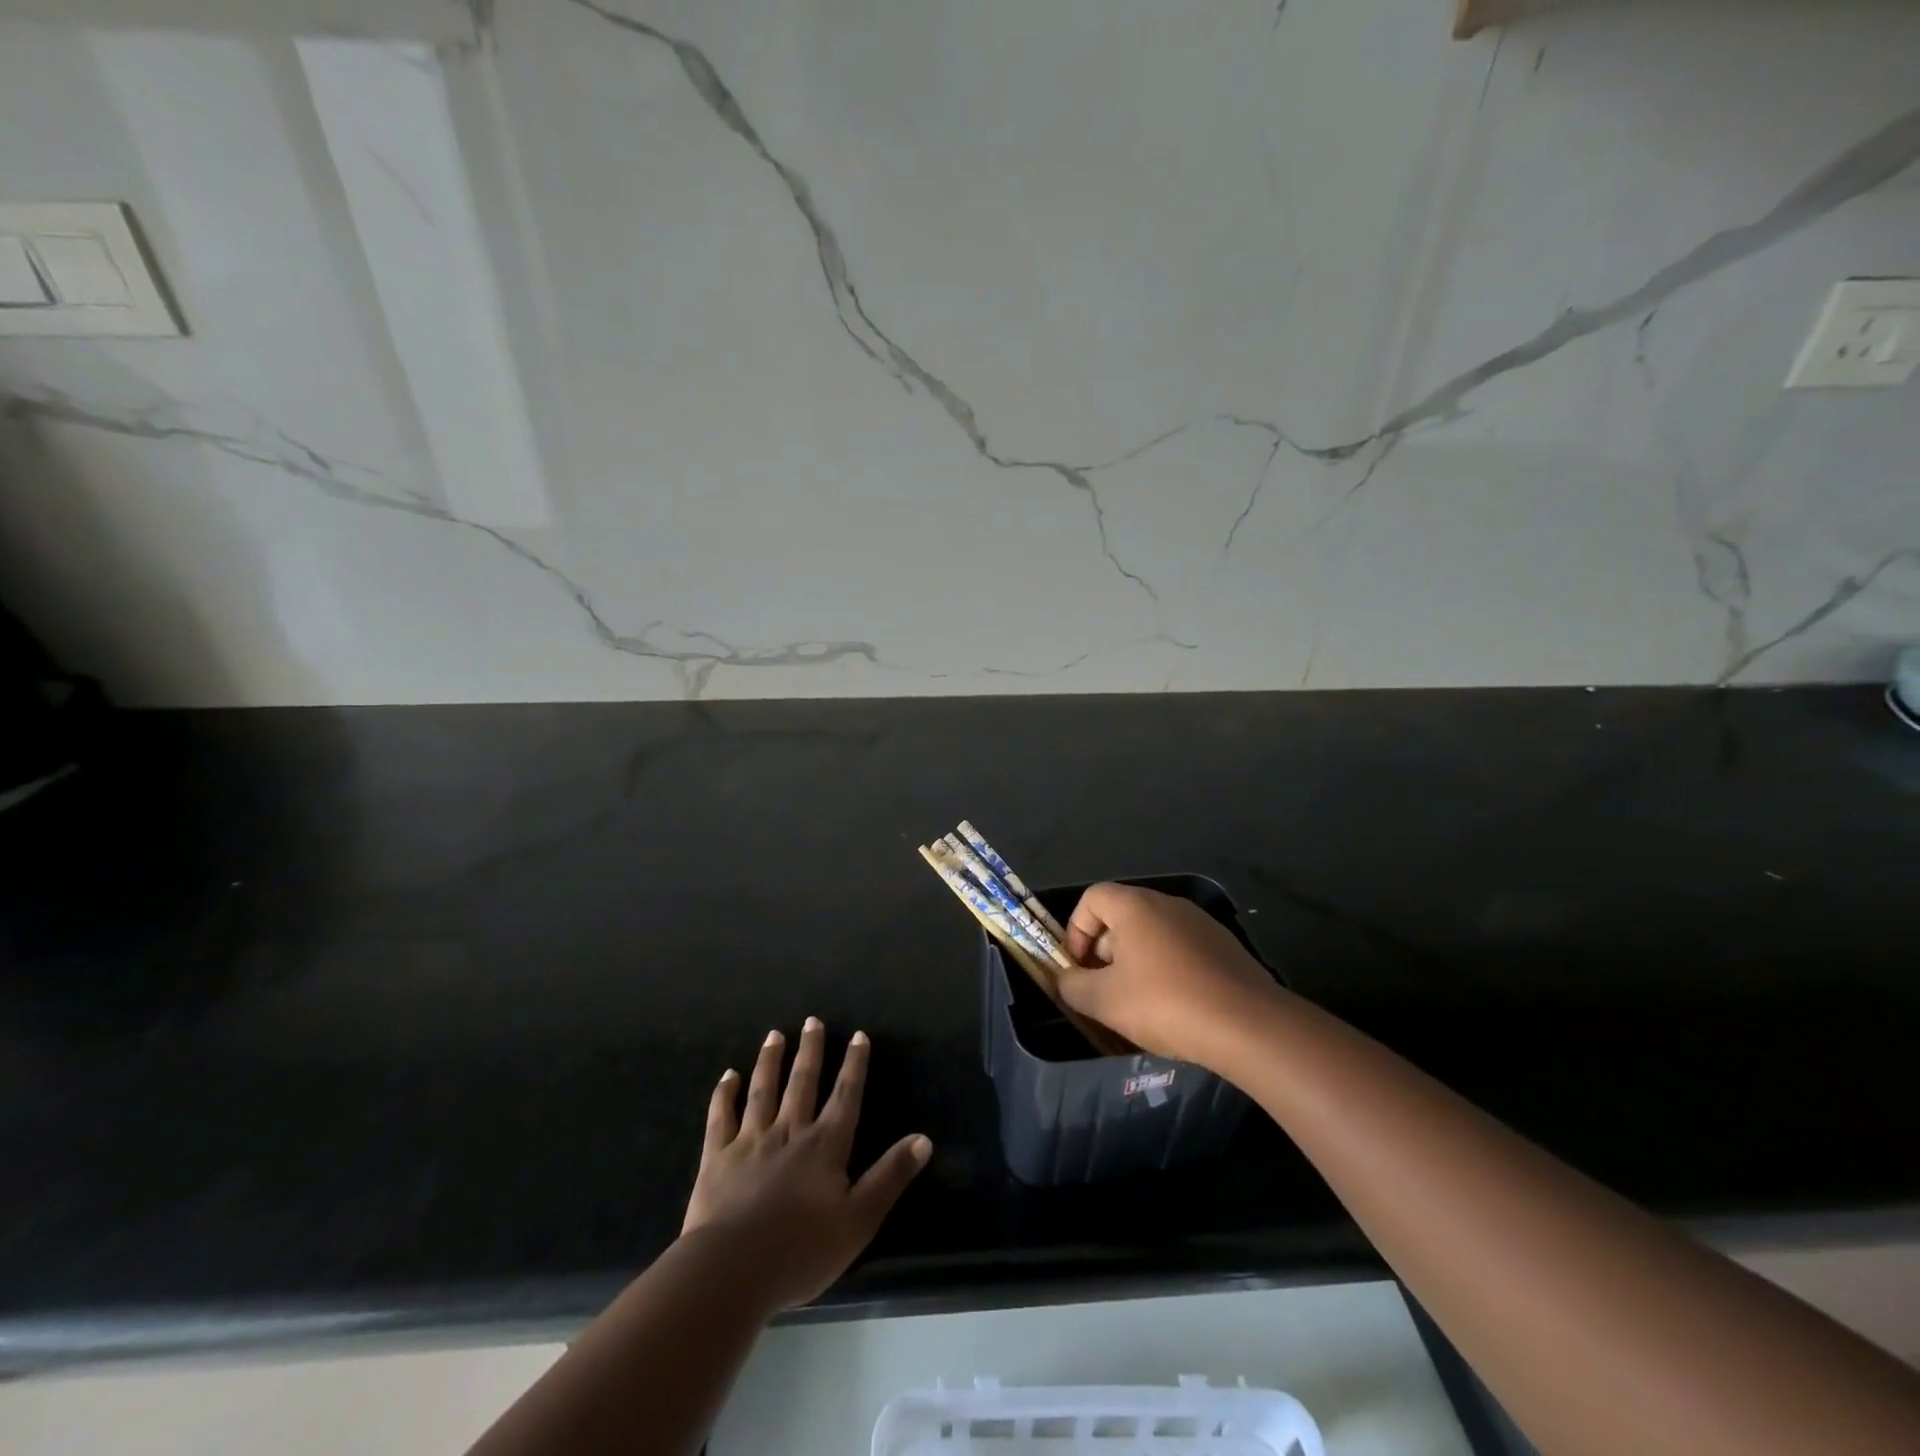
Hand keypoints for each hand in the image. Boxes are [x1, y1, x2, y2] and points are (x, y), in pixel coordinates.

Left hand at [682, 1018, 930, 1309]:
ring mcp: (750, 1142)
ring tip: (775, 1035)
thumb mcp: (859, 1220)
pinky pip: (721, 1117)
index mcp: (825, 1146)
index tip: (859, 1035)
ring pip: (763, 1091)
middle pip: (802, 1083)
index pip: (845, 1096)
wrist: (731, 1271)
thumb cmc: (801, 1251)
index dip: (855, 1065)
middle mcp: (789, 1132)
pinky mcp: (717, 1158)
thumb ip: (890, 1176)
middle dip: (810, 1050)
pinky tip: (728, 1076)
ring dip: (770, 1061)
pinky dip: (724, 1094)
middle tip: (812, 1020)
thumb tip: (924, 1139)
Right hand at [1057, 883, 1282, 1067]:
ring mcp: (1201, 924)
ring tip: (1137, 1003)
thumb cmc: (1165, 1003)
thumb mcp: (1105, 1001)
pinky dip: (1167, 970)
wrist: (1249, 1025)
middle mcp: (1168, 904)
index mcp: (1136, 906)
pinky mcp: (1225, 947)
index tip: (1078, 967)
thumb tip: (1065, 980)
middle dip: (1104, 951)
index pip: (1092, 898)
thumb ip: (1073, 987)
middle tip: (1104, 990)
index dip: (1076, 929)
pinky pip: (1181, 950)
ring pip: (1153, 935)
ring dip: (1135, 962)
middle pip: (1122, 916)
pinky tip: (1174, 1007)